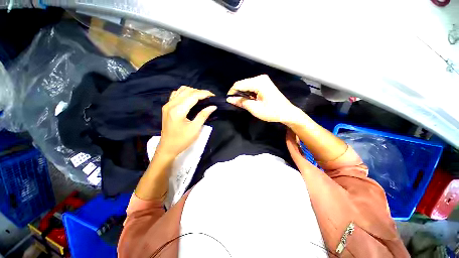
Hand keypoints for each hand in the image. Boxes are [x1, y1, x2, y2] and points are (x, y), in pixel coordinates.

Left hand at [157, 86, 215, 156]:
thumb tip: (213, 106)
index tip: (213, 96)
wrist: (167, 148)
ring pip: (181, 91)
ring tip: (201, 97)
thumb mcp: (195, 129)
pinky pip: (176, 94)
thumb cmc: (182, 140)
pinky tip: (190, 98)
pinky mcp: (167, 107)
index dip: (204, 94)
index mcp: (178, 110)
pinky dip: (185, 93)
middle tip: (209, 97)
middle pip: (187, 91)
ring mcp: (167, 105)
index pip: (193, 96)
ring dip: (192, 92)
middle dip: (200, 92)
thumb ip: (203, 115)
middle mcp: (171, 104)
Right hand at [226, 75, 303, 123]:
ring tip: (242, 103)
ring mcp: (263, 80)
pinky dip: (248, 93)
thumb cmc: (272, 111)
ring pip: (246, 85)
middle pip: (243, 84)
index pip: (239, 84)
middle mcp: (260, 78)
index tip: (228, 100)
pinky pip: (251, 87)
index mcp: (259, 82)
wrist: (287, 112)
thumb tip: (229, 99)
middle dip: (237, 93)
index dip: (232, 92)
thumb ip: (241, 102)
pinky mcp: (264, 84)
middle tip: (235, 103)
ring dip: (242, 94)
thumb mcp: (254, 108)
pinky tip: (249, 100)